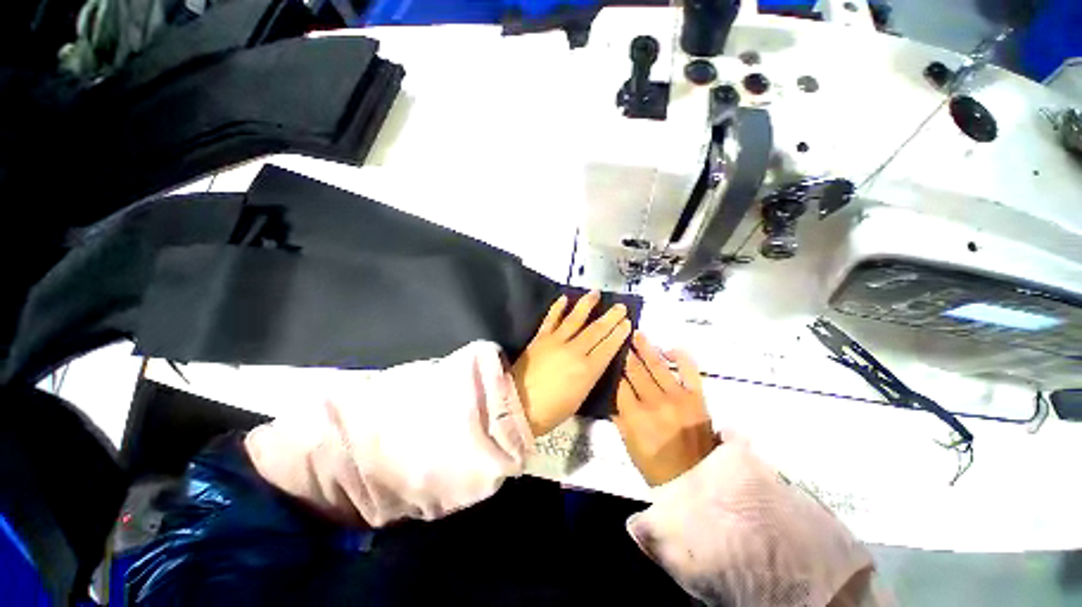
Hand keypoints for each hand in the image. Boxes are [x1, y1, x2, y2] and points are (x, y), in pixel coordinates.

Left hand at [511, 291, 632, 436]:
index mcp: (588, 370)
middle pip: (596, 330)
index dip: (619, 333)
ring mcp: (556, 342)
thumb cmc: (552, 411)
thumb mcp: (580, 397)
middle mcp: (575, 351)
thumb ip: (590, 375)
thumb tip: (598, 360)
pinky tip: (564, 297)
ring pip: (575, 319)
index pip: (608, 346)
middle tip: (620, 306)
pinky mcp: (540, 338)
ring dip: (587, 304)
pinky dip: (558, 307)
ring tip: (596, 293)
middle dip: (611, 317)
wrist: (517, 406)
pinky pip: (550, 319)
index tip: (627, 322)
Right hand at [614, 331, 717, 485]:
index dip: (613, 369)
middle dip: (626, 353)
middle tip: (619, 337)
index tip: (609, 356)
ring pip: (657, 366)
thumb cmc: (657, 466)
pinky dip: (681, 357)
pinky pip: (689, 371)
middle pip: (635, 371)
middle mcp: (655, 402)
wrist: (697, 480)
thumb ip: (618, 419)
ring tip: (637, 334)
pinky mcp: (697, 397)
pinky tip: (669, 348)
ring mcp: (678, 397)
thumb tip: (610, 396)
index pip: (619, 385)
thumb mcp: (629, 446)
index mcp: (635, 416)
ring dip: (646, 348)